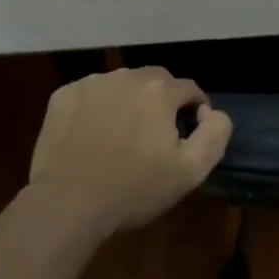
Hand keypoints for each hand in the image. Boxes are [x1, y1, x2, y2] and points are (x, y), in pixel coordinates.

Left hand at [28, 67, 232, 232]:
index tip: (188, 134)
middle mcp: (126, 76)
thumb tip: (212, 111)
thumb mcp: (191, 171)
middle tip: (156, 135)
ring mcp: (91, 83)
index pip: (189, 89)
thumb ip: (215, 134)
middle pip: (155, 80)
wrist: (69, 203)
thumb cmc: (134, 189)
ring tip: (123, 134)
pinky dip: (98, 107)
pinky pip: (91, 93)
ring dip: (129, 101)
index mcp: (159, 91)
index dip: (194, 110)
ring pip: (122, 84)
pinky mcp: (64, 95)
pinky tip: (93, 134)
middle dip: (162, 101)